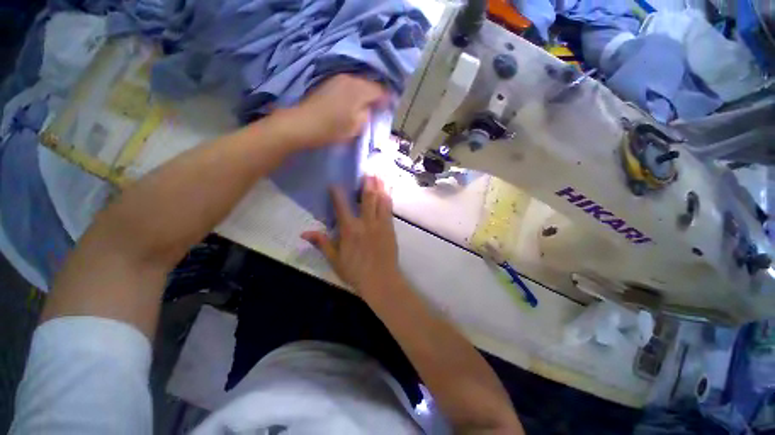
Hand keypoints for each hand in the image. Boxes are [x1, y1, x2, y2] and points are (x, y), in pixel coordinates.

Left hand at [281, 74, 387, 148]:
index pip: (381, 90)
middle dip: (377, 95)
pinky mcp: (329, 83)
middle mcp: (350, 78)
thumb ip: (368, 115)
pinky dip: (355, 93)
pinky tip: (354, 103)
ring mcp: (338, 79)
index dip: (388, 99)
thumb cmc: (332, 129)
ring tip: (368, 106)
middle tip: (380, 108)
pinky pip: (349, 85)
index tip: (391, 108)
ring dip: (366, 93)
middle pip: (370, 84)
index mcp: (359, 89)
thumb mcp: (356, 127)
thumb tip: (371, 108)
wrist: (303, 124)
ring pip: (359, 84)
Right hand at [301, 176, 400, 298]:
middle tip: (367, 171)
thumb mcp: (335, 260)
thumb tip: (304, 232)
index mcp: (350, 230)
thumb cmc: (356, 272)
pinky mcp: (391, 229)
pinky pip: (390, 210)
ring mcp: (381, 225)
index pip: (342, 207)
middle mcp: (366, 223)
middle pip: (367, 198)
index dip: (337, 194)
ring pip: (381, 201)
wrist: (381, 281)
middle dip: (367, 183)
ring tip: (380, 175)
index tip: (335, 183)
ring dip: (380, 187)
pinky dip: (389, 199)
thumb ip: (322, 243)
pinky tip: (389, 192)